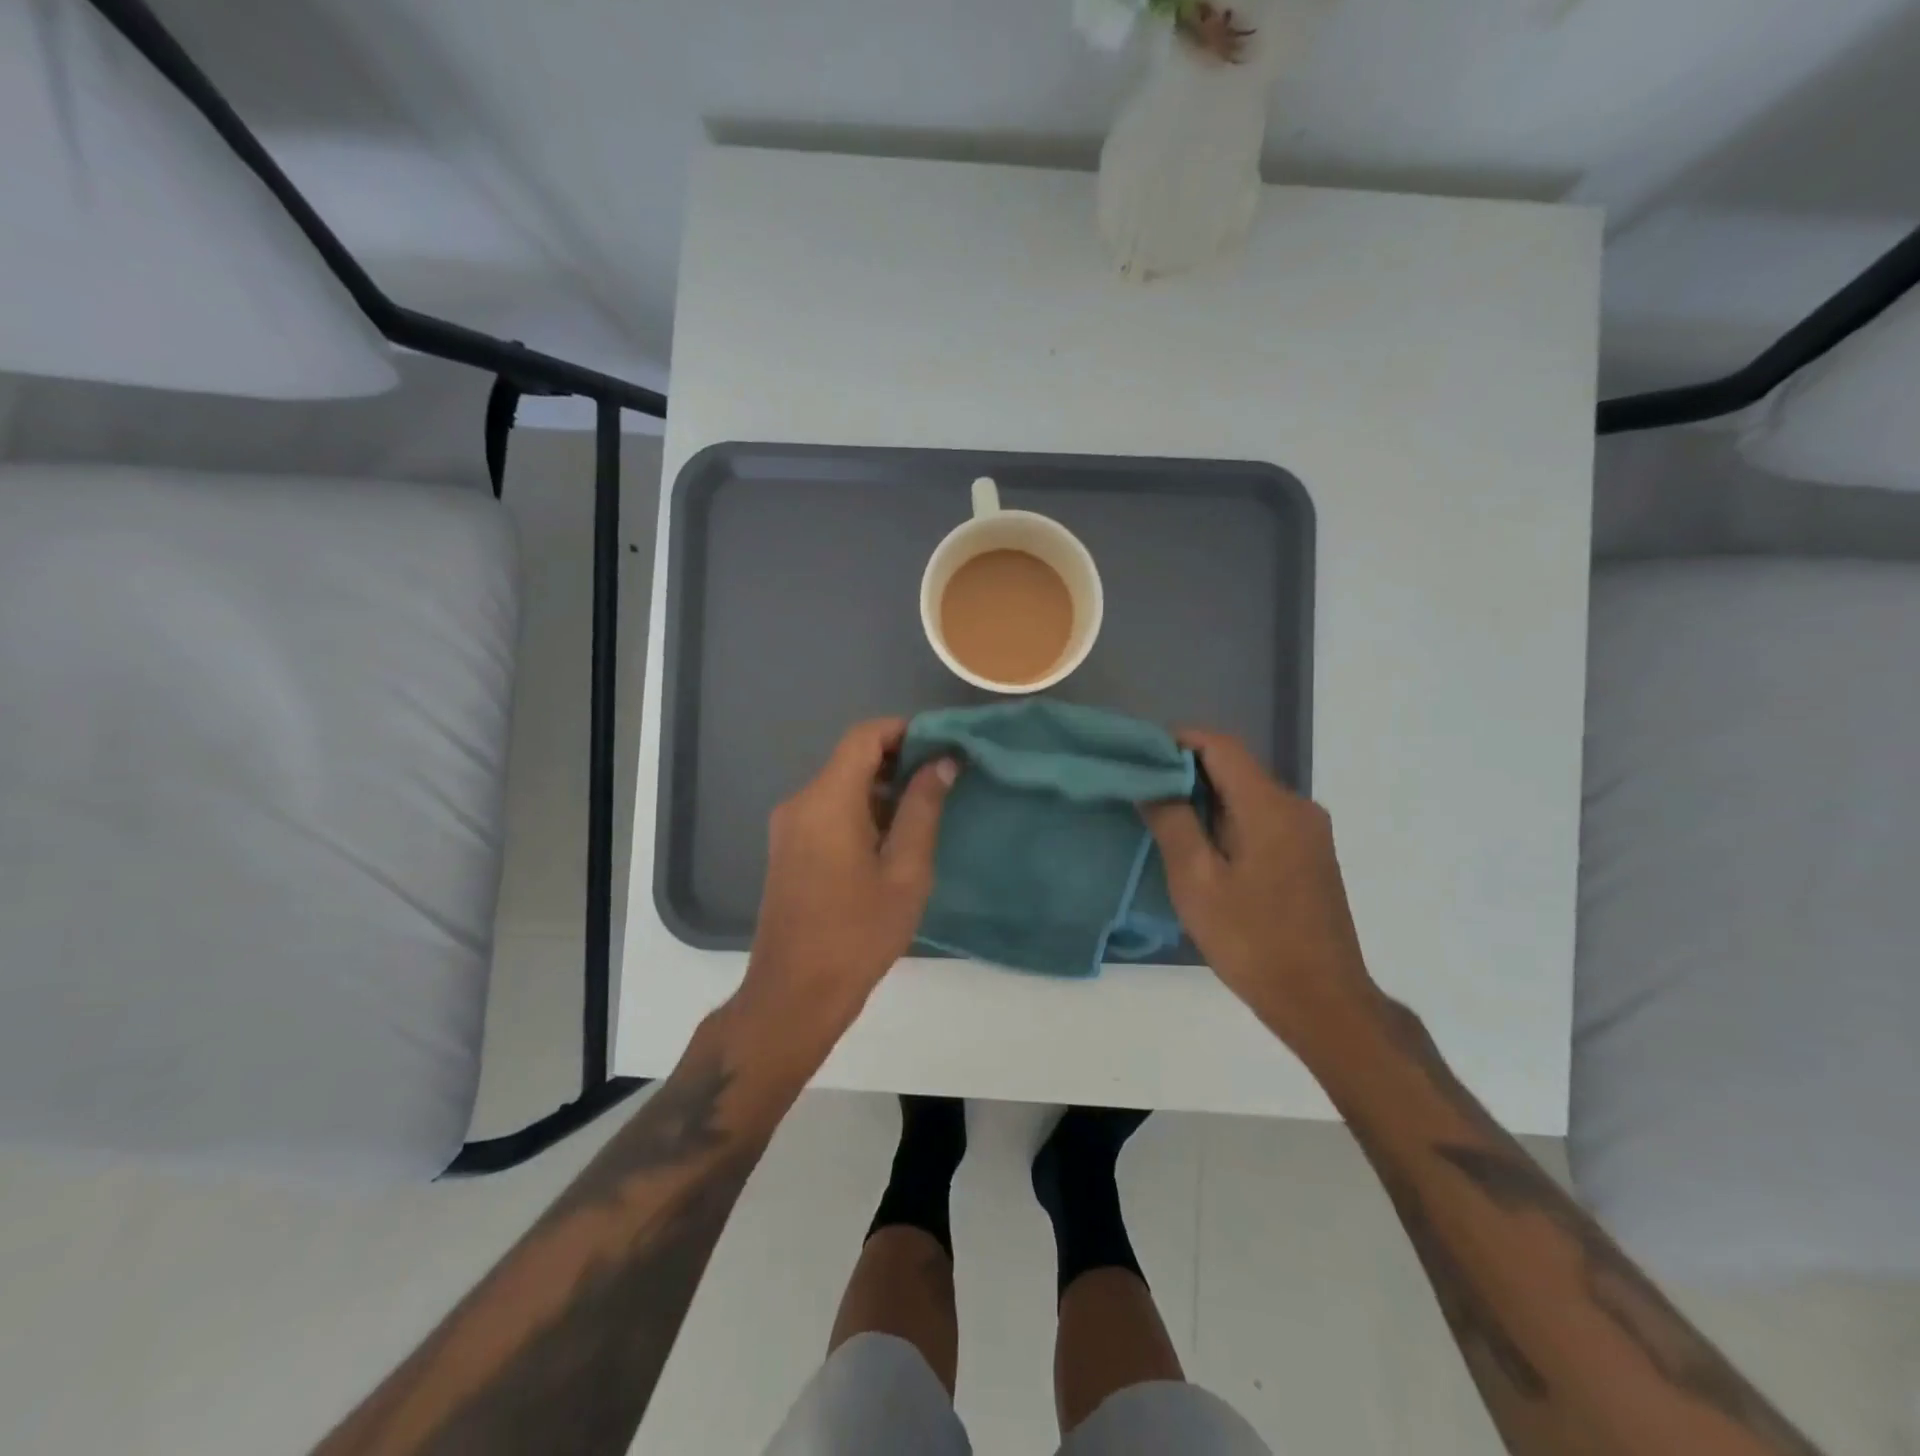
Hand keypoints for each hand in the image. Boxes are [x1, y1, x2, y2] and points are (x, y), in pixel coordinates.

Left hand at [735, 718, 955, 1073]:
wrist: (795, 994)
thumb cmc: (858, 933)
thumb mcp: (905, 871)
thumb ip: (923, 809)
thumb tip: (941, 762)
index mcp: (827, 800)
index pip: (864, 737)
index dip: (904, 731)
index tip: (941, 745)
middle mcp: (800, 802)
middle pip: (851, 758)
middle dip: (898, 760)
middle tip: (943, 780)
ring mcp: (789, 827)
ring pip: (840, 786)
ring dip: (881, 788)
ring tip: (925, 810)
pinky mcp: (788, 849)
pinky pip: (828, 810)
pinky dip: (861, 810)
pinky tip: (892, 839)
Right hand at [1142, 730, 1375, 1051]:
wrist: (1322, 1001)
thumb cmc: (1252, 941)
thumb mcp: (1197, 882)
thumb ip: (1172, 823)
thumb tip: (1151, 783)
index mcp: (1270, 806)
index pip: (1220, 746)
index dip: (1177, 742)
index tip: (1140, 757)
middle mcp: (1297, 806)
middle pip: (1236, 767)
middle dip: (1187, 773)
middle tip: (1142, 792)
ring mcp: (1309, 831)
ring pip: (1248, 794)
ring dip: (1207, 799)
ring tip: (1165, 821)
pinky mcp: (1311, 854)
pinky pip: (1263, 818)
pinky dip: (1229, 820)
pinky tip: (1204, 849)